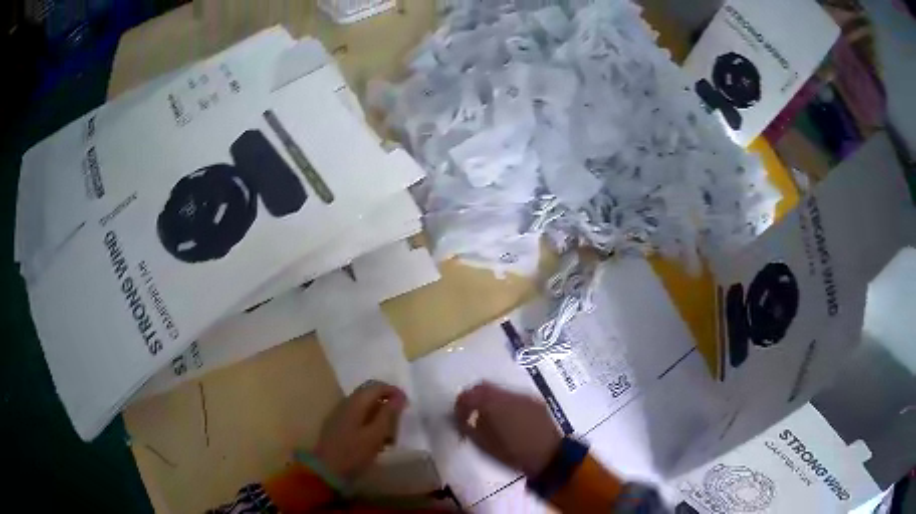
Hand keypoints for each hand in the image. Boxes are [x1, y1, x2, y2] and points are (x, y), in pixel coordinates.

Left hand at [313, 380, 406, 481]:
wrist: (326, 470)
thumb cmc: (353, 453)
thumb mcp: (375, 435)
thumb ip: (388, 414)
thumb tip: (399, 396)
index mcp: (355, 402)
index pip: (376, 386)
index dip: (393, 391)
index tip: (407, 405)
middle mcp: (345, 403)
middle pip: (369, 395)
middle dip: (386, 403)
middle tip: (399, 419)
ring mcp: (339, 414)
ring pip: (364, 407)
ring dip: (378, 415)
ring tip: (390, 433)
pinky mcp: (337, 426)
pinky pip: (357, 417)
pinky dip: (369, 423)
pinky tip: (375, 440)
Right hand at [454, 382, 561, 476]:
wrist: (550, 457)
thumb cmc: (512, 454)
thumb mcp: (483, 444)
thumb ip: (468, 426)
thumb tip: (460, 416)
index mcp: (492, 404)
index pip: (469, 394)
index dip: (460, 403)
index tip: (457, 414)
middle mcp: (508, 394)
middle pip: (484, 386)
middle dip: (474, 397)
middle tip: (469, 412)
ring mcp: (524, 396)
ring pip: (500, 390)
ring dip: (491, 399)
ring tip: (488, 416)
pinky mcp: (536, 401)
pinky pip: (514, 396)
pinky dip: (505, 403)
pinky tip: (507, 417)